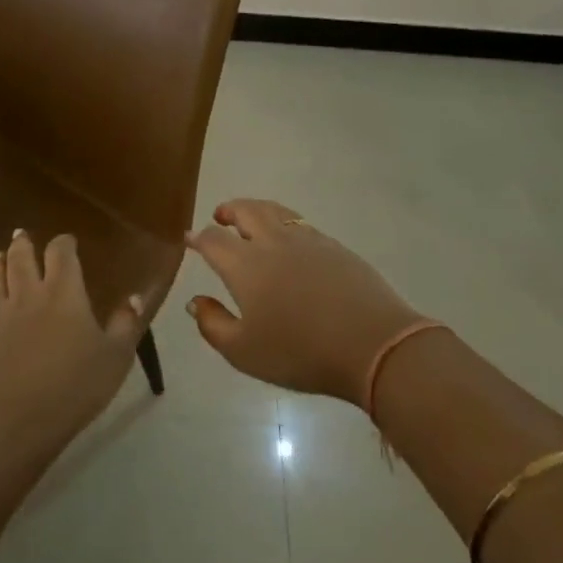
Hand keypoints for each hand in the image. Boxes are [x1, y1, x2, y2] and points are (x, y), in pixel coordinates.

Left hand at [0, 230, 145, 455]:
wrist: (15, 420)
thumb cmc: (73, 387)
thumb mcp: (115, 357)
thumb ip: (126, 324)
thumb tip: (136, 296)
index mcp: (64, 292)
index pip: (61, 252)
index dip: (64, 243)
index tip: (68, 243)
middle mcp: (28, 293)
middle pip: (21, 257)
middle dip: (23, 244)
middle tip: (22, 236)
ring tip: (0, 255)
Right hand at [186, 199, 424, 405]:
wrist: (372, 344)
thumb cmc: (301, 352)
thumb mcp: (244, 352)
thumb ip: (213, 325)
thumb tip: (195, 302)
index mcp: (245, 264)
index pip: (213, 240)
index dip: (198, 238)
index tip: (190, 239)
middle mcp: (273, 242)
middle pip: (245, 211)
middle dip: (228, 210)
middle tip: (220, 217)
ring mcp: (307, 240)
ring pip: (275, 210)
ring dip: (256, 210)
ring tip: (251, 220)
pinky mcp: (334, 246)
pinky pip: (301, 224)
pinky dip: (285, 223)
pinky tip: (289, 242)